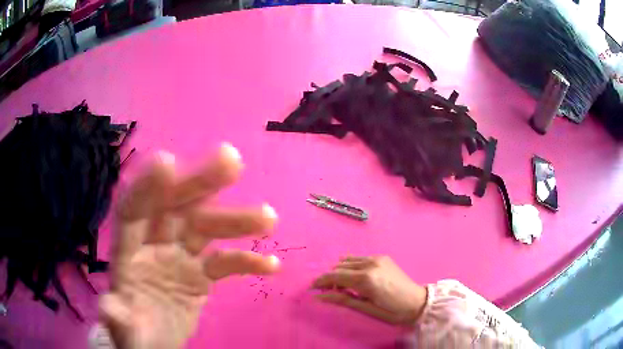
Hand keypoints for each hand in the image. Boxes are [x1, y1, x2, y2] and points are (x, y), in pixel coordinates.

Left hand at [100, 144, 279, 348]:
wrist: (157, 341)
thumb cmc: (137, 332)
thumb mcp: (127, 333)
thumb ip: (119, 320)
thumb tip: (108, 307)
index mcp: (127, 254)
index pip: (132, 211)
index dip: (146, 187)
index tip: (167, 162)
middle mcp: (153, 245)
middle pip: (174, 207)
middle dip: (198, 182)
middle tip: (230, 160)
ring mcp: (179, 257)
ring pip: (205, 228)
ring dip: (235, 220)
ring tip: (267, 218)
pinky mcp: (201, 273)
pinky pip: (225, 261)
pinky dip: (246, 260)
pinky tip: (271, 265)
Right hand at [312, 256, 426, 326]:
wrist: (417, 302)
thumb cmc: (392, 311)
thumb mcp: (366, 308)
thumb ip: (342, 300)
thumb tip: (320, 296)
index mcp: (365, 279)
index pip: (335, 276)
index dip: (321, 281)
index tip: (312, 288)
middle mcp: (370, 263)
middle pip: (339, 266)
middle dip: (329, 278)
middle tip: (328, 291)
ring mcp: (377, 258)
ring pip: (348, 260)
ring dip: (340, 271)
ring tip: (341, 285)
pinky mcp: (383, 257)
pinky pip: (359, 258)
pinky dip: (351, 266)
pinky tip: (355, 277)